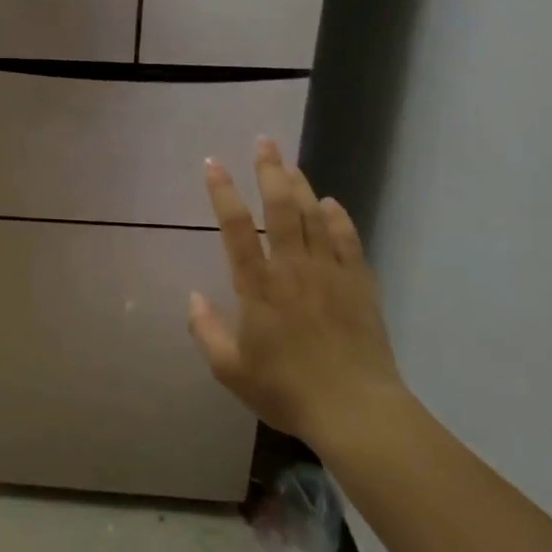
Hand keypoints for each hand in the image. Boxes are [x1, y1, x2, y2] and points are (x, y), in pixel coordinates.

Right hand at [186, 138, 403, 451]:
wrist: (355, 410)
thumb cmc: (286, 390)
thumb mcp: (231, 370)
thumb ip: (206, 331)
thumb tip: (192, 298)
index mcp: (258, 287)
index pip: (236, 229)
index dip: (222, 193)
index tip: (213, 164)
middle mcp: (293, 269)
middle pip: (281, 208)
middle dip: (270, 171)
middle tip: (264, 141)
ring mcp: (330, 273)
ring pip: (314, 216)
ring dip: (300, 185)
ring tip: (289, 162)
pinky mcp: (359, 284)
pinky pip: (348, 240)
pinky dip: (338, 218)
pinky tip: (331, 203)